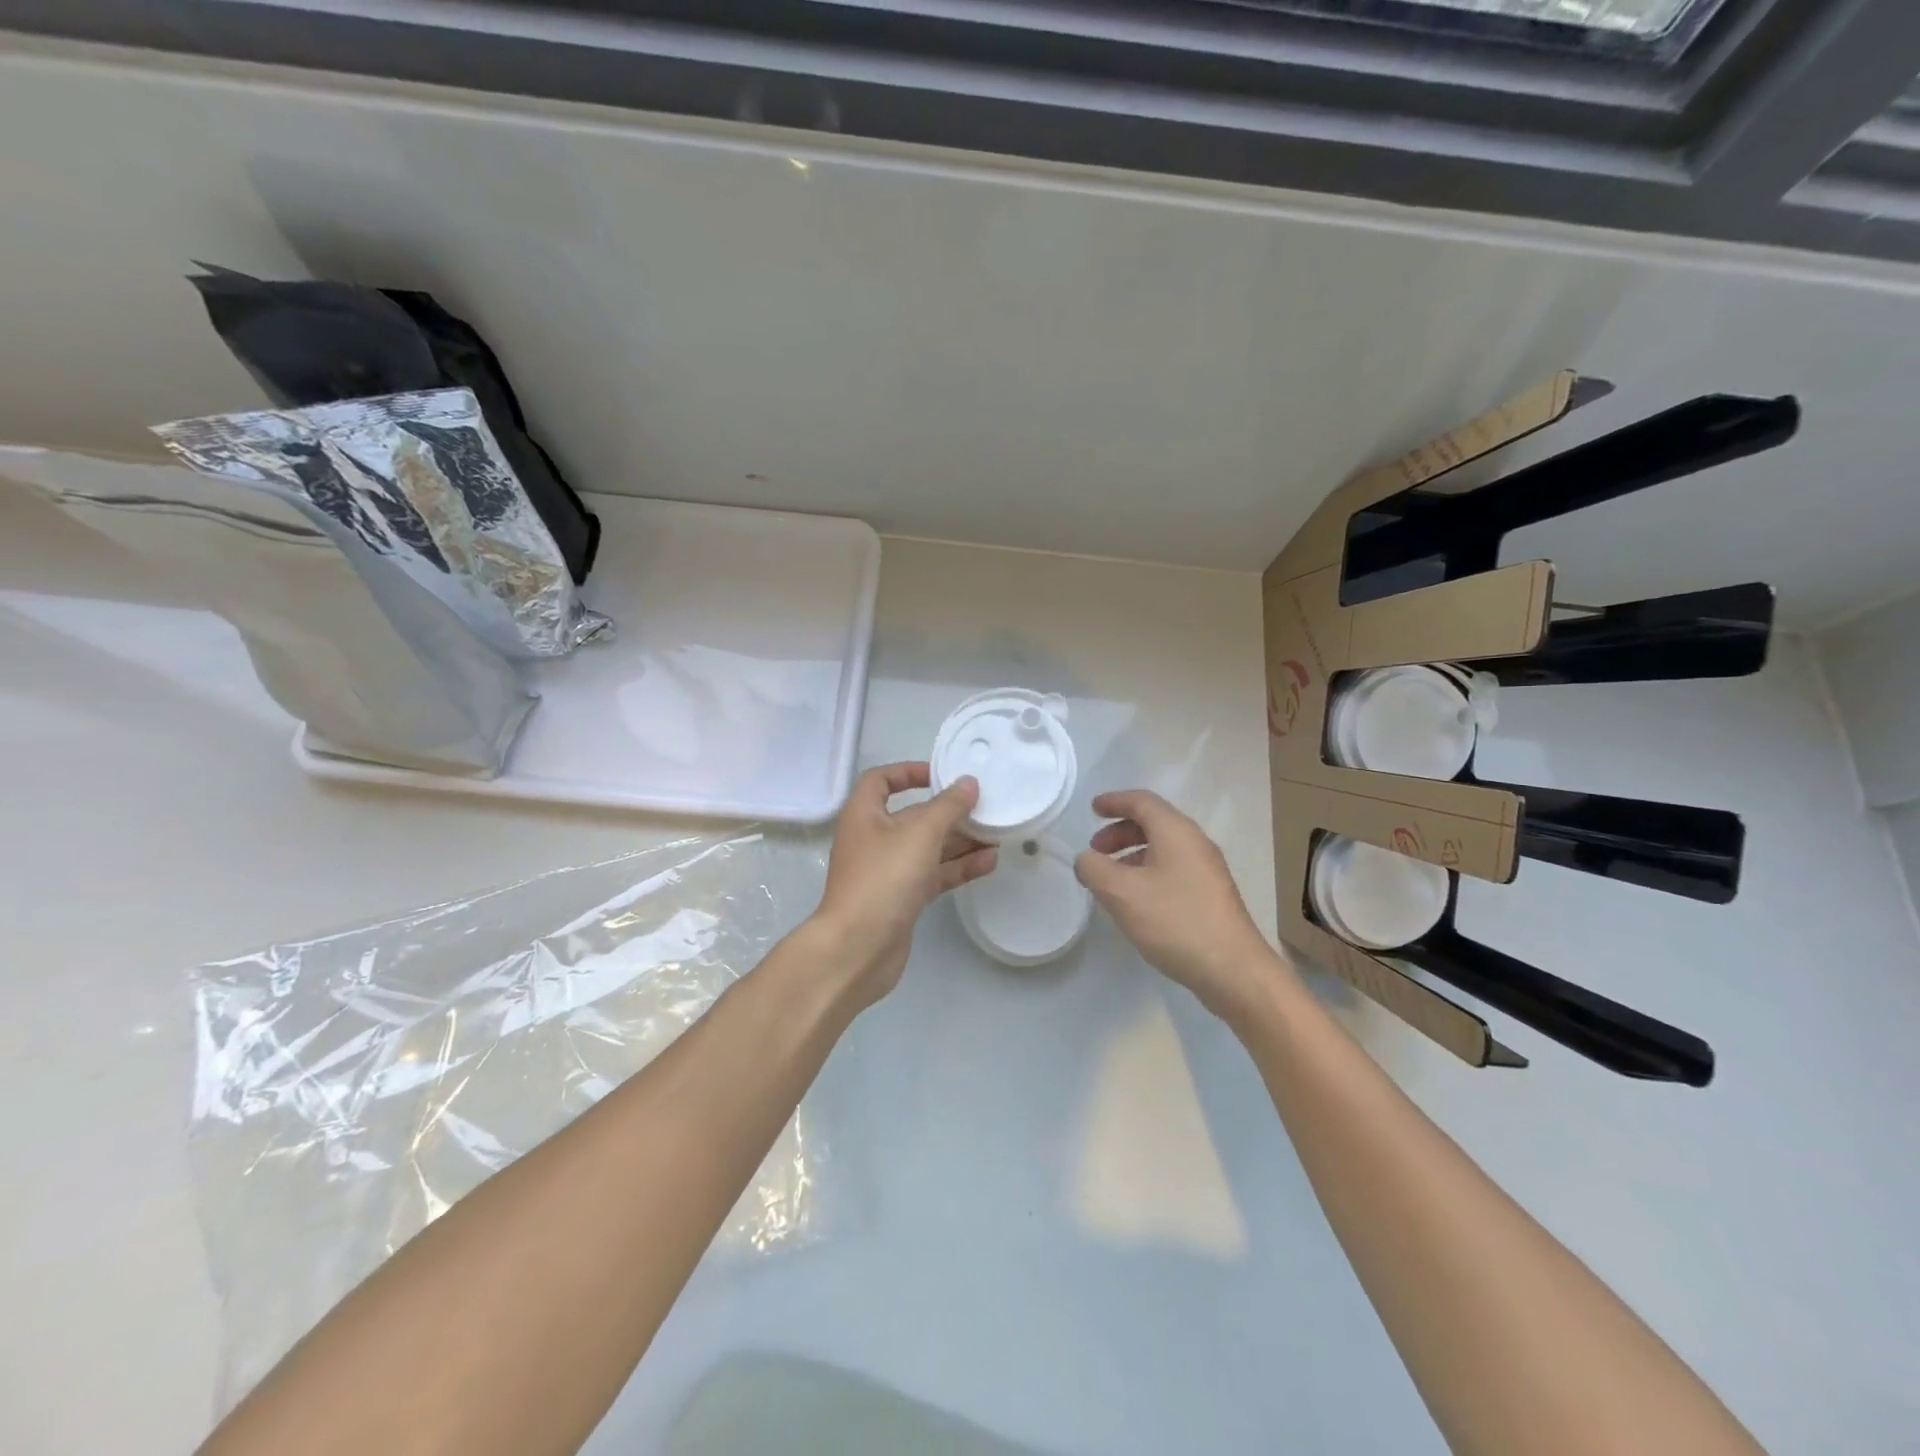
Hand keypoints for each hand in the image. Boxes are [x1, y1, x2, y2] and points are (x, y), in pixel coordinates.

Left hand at [813, 762, 996, 1005]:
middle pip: (912, 816)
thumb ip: (948, 807)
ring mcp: (887, 871)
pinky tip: (989, 863)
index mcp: (864, 815)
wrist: (858, 948)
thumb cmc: (884, 878)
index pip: (881, 780)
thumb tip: (968, 783)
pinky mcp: (902, 899)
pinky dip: (957, 867)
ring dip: (959, 841)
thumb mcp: (920, 834)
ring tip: (996, 834)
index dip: (908, 772)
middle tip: (984, 807)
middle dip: (948, 812)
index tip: (940, 775)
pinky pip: (933, 875)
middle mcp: (873, 839)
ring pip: (927, 848)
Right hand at [1076, 789, 1290, 1023]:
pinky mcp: (1212, 895)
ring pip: (1164, 848)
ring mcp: (1208, 870)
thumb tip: (1087, 860)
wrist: (1233, 970)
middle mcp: (1195, 843)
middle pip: (1154, 823)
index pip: (1142, 801)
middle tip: (1096, 851)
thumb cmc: (1175, 921)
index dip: (1114, 801)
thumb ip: (1094, 869)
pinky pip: (1174, 869)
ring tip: (1111, 880)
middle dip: (1120, 831)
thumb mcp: (1121, 893)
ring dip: (1133, 854)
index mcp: (1176, 832)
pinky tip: (1137, 901)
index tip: (1092, 809)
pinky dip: (1148, 872)